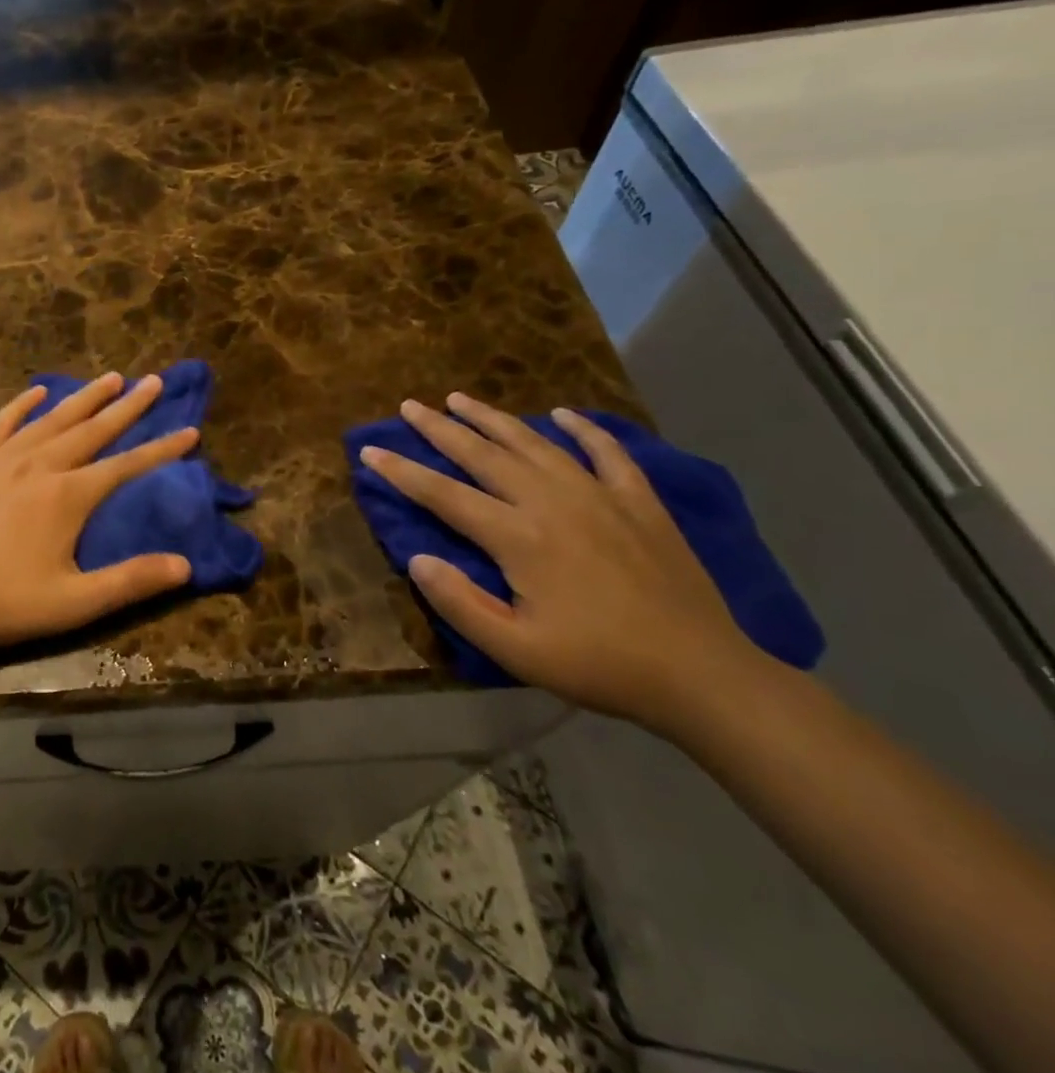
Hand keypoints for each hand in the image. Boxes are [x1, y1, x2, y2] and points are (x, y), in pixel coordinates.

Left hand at [0, 373, 198, 656]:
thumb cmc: (2, 602)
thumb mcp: (73, 603)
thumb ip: (130, 581)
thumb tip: (185, 566)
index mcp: (68, 496)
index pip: (127, 465)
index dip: (161, 449)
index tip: (190, 430)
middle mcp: (41, 465)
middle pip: (93, 429)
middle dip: (128, 406)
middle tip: (154, 381)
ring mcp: (3, 459)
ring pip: (53, 418)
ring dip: (85, 397)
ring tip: (111, 377)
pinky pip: (3, 423)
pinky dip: (23, 405)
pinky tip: (38, 392)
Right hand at [360, 392, 763, 729]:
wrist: (701, 673)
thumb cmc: (598, 664)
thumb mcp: (515, 650)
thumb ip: (459, 602)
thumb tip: (417, 558)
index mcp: (519, 537)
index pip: (444, 495)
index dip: (402, 472)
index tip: (370, 451)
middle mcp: (552, 502)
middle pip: (484, 455)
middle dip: (440, 429)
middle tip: (409, 406)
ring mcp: (599, 496)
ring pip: (535, 443)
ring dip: (493, 418)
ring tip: (461, 398)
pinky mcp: (639, 502)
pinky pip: (607, 452)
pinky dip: (583, 429)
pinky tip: (563, 415)